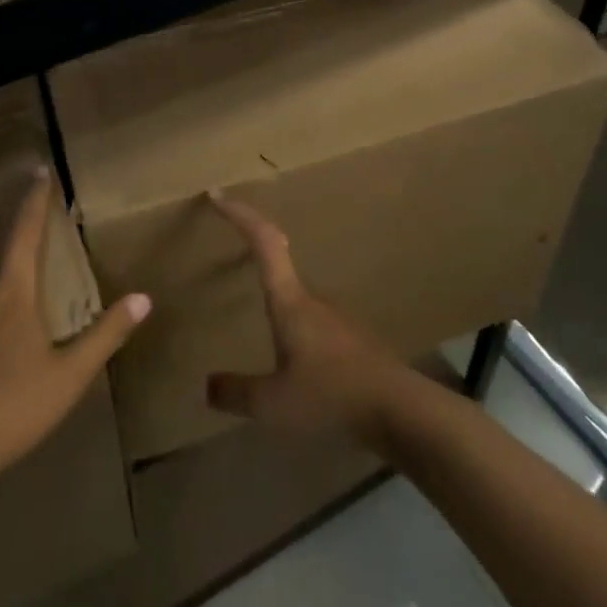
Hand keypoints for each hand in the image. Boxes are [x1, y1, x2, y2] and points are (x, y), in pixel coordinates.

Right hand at [203, 191, 410, 447]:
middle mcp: (313, 299)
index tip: (218, 195)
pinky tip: (294, 358)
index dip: (241, 215)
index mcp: (290, 301)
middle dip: (255, 252)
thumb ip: (236, 393)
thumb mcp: (273, 403)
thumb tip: (206, 385)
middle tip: (231, 253)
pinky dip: (295, 327)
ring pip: (297, 297)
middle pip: (280, 262)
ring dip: (276, 296)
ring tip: (257, 315)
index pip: (263, 242)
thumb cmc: (331, 395)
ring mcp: (337, 318)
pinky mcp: (352, 341)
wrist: (401, 411)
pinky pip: (313, 323)